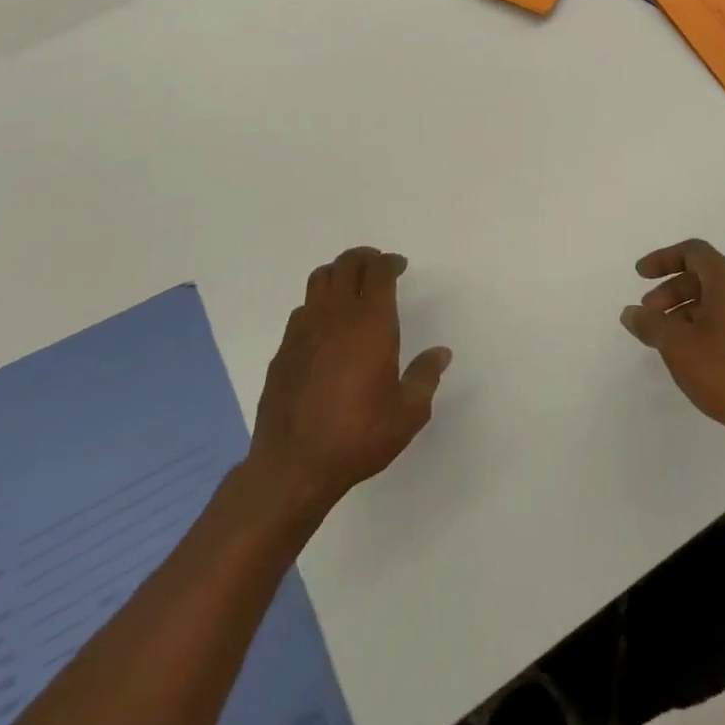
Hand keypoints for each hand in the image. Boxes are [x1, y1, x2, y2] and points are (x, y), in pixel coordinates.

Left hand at [249, 247, 451, 512]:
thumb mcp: (408, 413)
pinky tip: (325, 326)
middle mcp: (336, 315)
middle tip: (377, 267)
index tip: (399, 266)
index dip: (390, 262)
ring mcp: (304, 330)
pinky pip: (302, 310)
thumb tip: (441, 353)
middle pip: (346, 265)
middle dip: (364, 258)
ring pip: (319, 279)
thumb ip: (426, 377)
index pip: (378, 272)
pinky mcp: (283, 350)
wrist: (293, 466)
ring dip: (338, 274)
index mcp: (370, 322)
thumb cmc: (358, 436)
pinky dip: (318, 304)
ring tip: (350, 286)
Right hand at [622, 240, 724, 453]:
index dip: (662, 259)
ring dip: (691, 309)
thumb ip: (651, 324)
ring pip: (722, 298)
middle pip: (706, 275)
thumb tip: (631, 312)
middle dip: (673, 290)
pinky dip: (712, 323)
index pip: (693, 252)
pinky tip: (700, 353)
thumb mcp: (678, 347)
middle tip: (651, 314)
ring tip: (670, 338)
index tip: (640, 275)